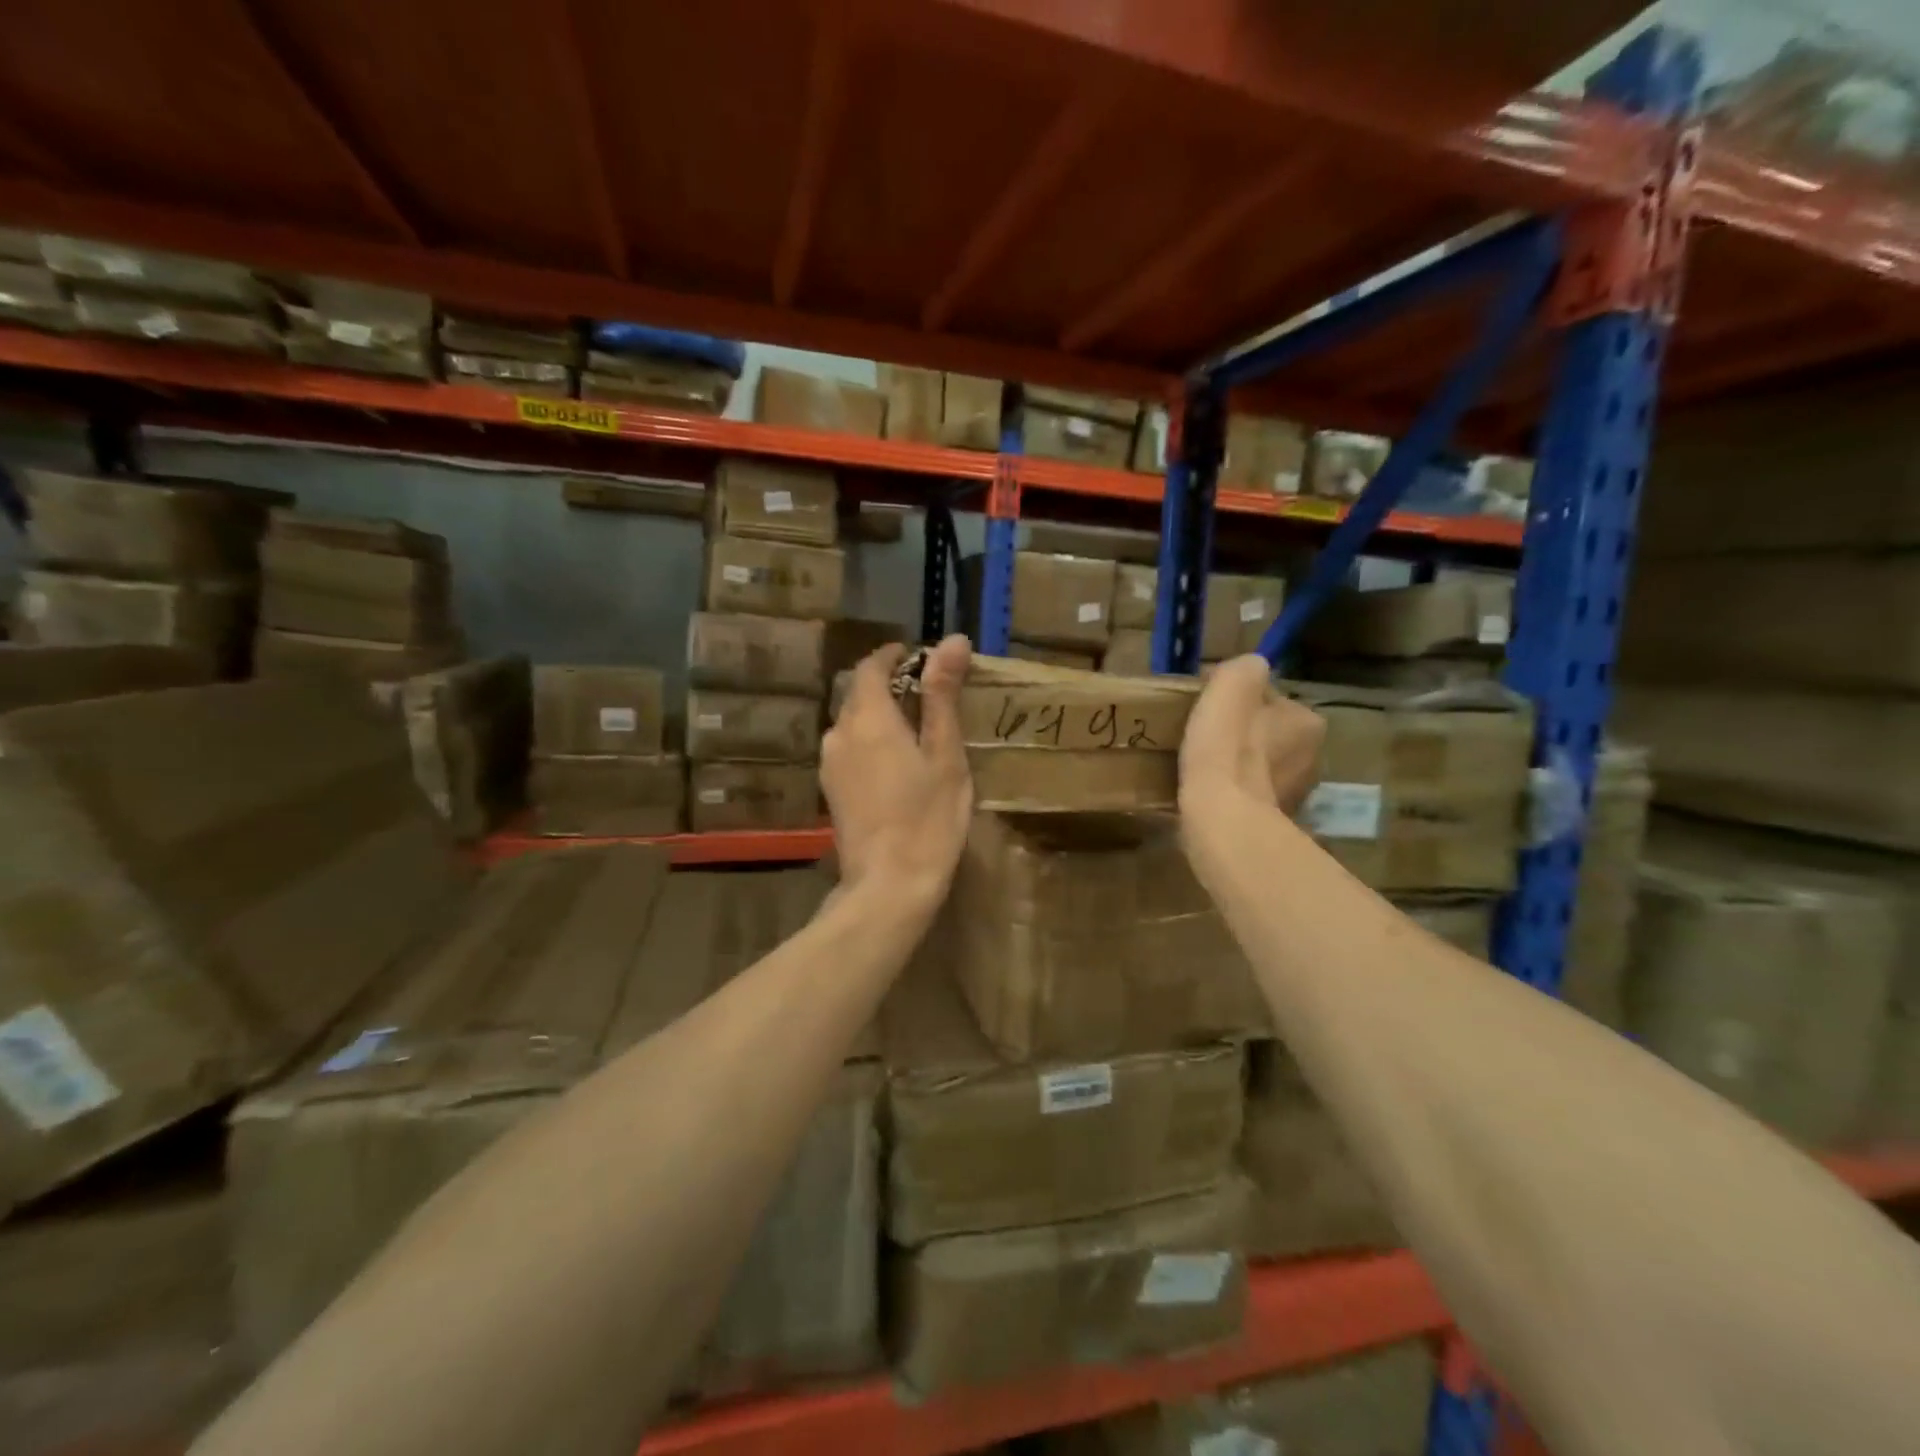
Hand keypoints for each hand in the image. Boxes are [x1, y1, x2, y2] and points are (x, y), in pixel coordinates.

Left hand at [821, 635, 972, 907]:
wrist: (888, 886)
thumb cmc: (928, 818)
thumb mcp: (945, 754)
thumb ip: (942, 695)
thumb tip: (950, 640)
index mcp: (868, 718)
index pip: (870, 666)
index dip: (893, 656)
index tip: (920, 659)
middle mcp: (839, 733)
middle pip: (859, 693)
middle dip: (889, 686)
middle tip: (929, 698)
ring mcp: (829, 764)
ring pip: (852, 723)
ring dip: (879, 716)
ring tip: (916, 733)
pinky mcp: (830, 790)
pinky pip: (849, 749)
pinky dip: (871, 742)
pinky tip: (896, 765)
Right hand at [1179, 654, 1324, 814]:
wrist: (1222, 816)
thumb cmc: (1227, 746)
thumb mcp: (1233, 683)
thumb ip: (1245, 667)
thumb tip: (1248, 670)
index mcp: (1309, 721)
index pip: (1272, 701)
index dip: (1239, 701)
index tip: (1213, 709)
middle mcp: (1313, 758)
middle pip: (1269, 735)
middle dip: (1243, 736)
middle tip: (1206, 740)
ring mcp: (1296, 796)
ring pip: (1260, 769)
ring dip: (1239, 767)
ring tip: (1204, 770)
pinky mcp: (1274, 824)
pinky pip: (1251, 799)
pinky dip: (1234, 795)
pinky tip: (1210, 794)